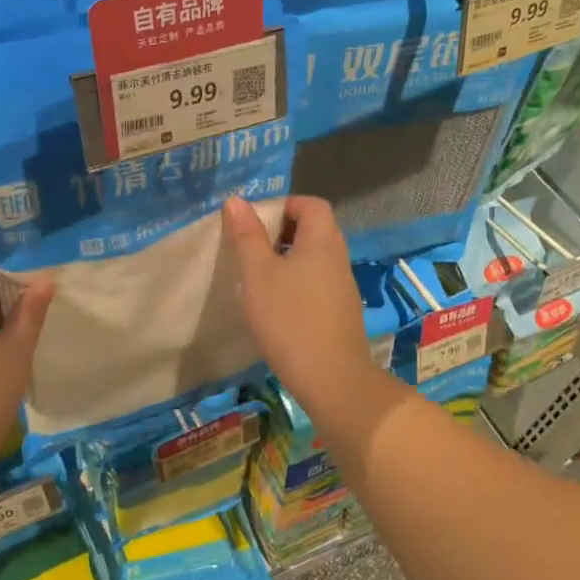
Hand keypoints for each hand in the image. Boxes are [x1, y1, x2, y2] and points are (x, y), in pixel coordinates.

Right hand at [223, 194, 378, 421]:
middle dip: (280, 233)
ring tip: (256, 278)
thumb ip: (247, 236)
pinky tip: (274, 306)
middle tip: (249, 249)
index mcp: (322, 240)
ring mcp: (342, 287)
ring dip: (286, 260)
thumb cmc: (288, 318)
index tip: (254, 222)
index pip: (311, 204)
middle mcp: (338, 257)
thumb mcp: (257, 274)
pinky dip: (295, 283)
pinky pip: (316, 283)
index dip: (283, 205)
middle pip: (313, 229)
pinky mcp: (339, 312)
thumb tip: (237, 201)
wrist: (330, 378)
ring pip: (313, 259)